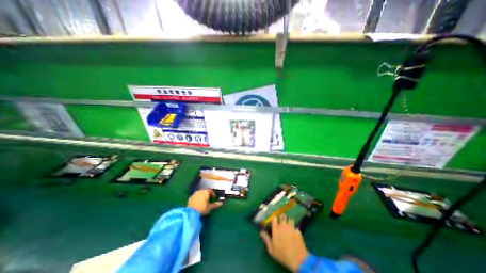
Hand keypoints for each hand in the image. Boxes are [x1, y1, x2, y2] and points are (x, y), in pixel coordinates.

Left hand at [186, 190, 222, 215]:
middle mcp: (200, 191)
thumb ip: (215, 205)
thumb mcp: (210, 207)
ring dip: (201, 195)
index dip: (212, 193)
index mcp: (206, 192)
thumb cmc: (202, 208)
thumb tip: (221, 203)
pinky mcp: (190, 197)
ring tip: (202, 200)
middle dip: (206, 194)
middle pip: (204, 191)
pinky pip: (195, 196)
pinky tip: (197, 202)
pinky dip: (197, 198)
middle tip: (208, 198)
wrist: (191, 212)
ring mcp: (194, 194)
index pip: (210, 190)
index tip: (213, 197)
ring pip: (199, 193)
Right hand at [262, 215, 306, 270]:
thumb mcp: (271, 249)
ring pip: (290, 219)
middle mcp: (283, 225)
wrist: (298, 259)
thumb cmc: (282, 254)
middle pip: (282, 216)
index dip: (275, 218)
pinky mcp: (298, 231)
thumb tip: (261, 232)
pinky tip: (295, 233)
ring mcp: (291, 227)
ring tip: (289, 225)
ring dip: (289, 221)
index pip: (274, 218)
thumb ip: (266, 239)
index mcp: (276, 229)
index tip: (275, 221)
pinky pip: (295, 227)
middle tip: (282, 221)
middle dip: (282, 217)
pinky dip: (295, 229)